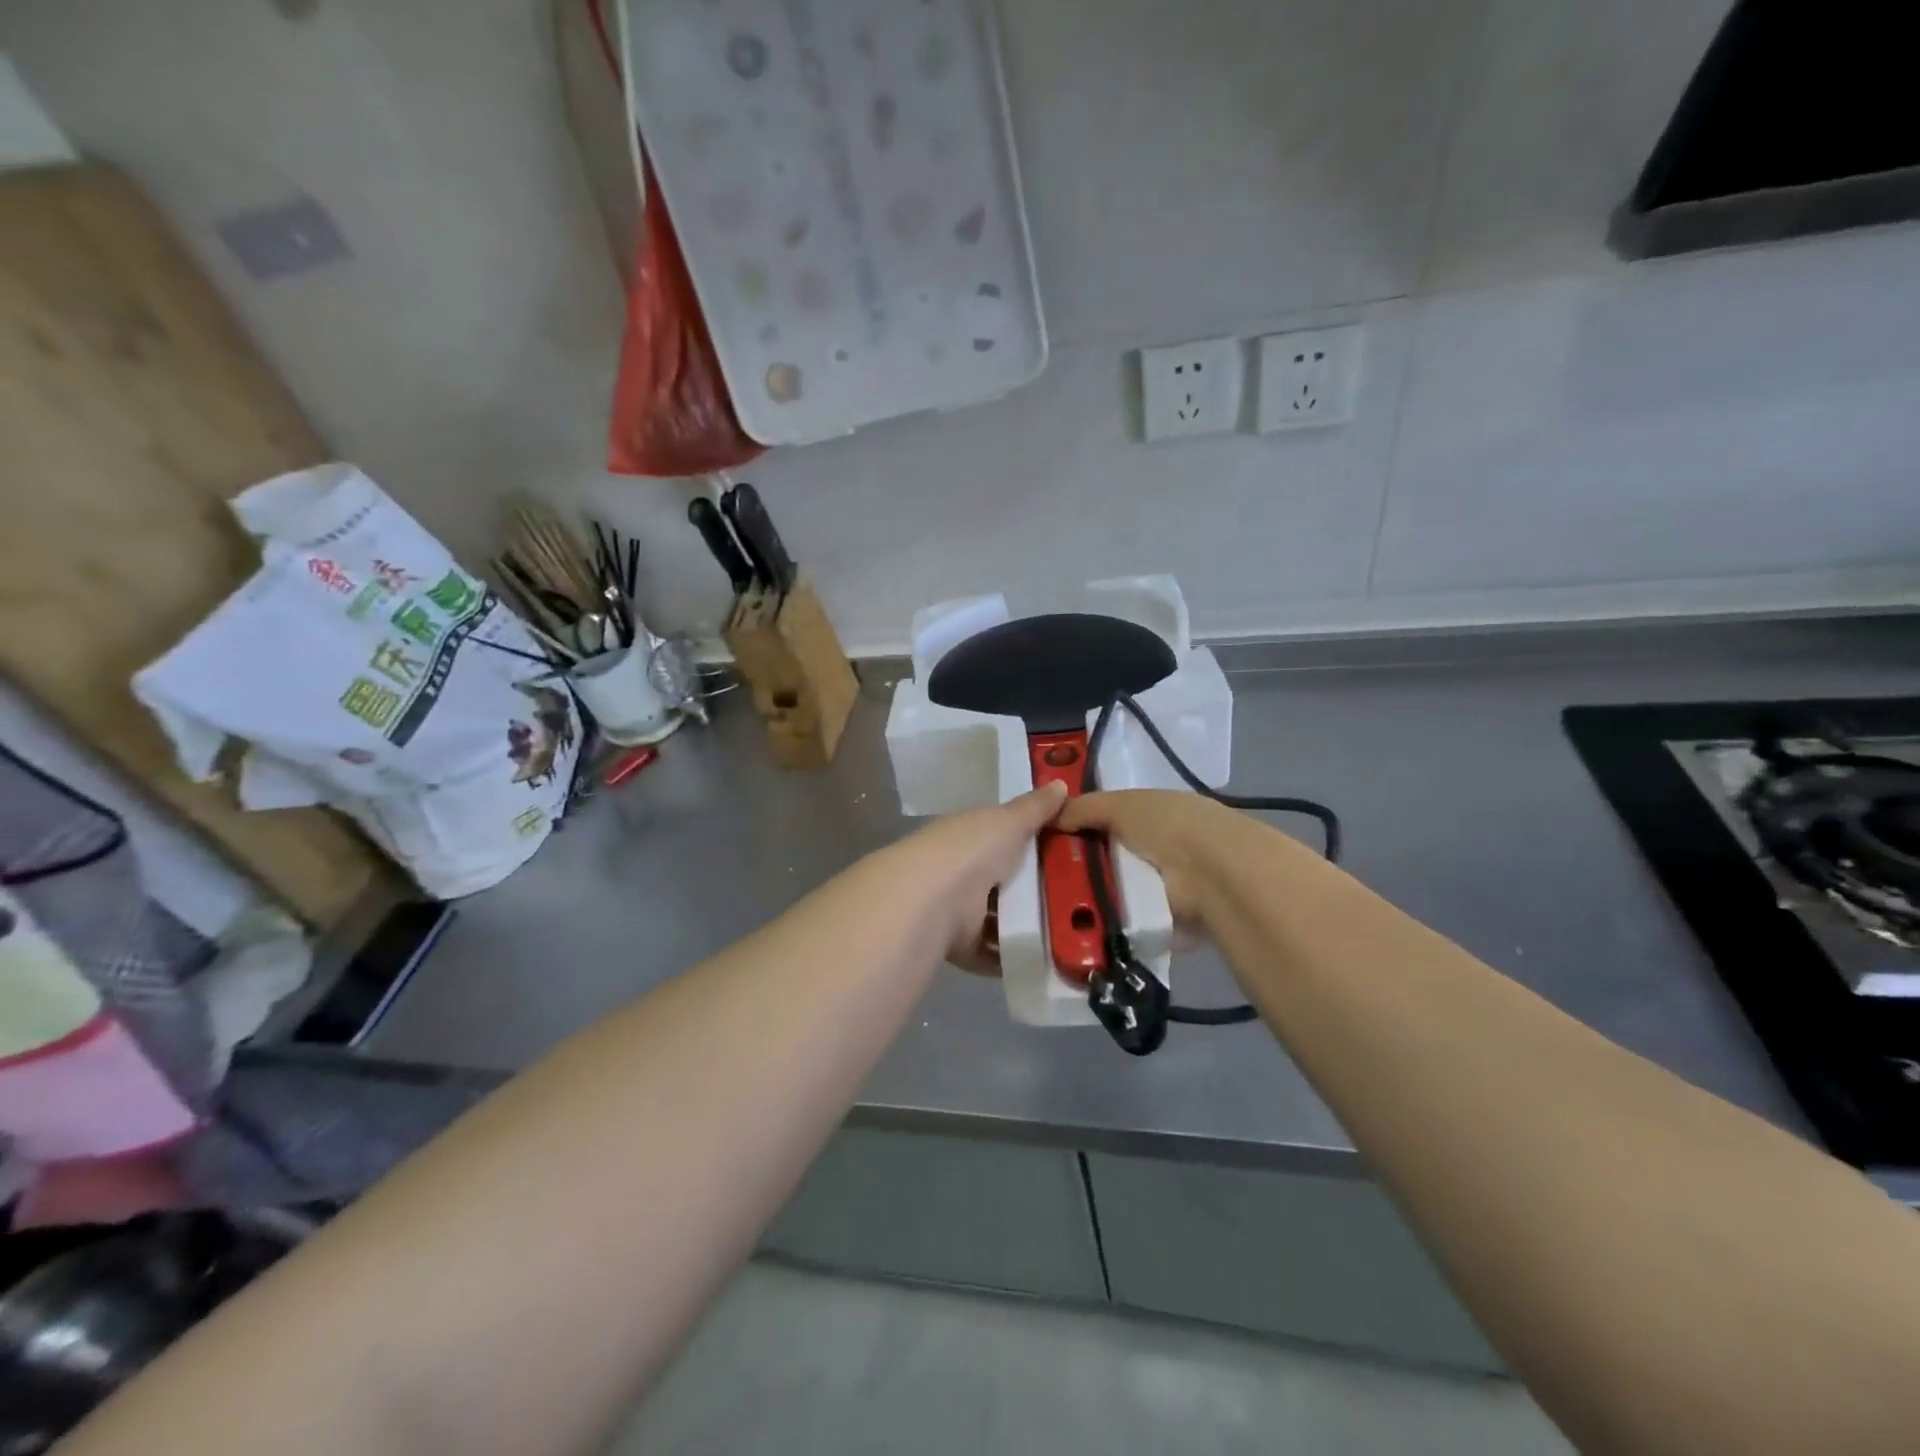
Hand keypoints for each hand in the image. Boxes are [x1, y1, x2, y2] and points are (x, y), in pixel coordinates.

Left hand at [875, 782, 1066, 973]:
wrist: (934, 899)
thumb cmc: (972, 849)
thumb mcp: (1009, 820)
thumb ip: (1035, 808)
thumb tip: (1061, 783)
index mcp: (970, 837)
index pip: (1002, 838)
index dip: (1031, 843)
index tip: (1070, 852)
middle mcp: (962, 872)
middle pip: (1004, 882)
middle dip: (1035, 890)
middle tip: (1082, 897)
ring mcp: (958, 911)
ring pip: (999, 919)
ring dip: (1027, 927)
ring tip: (1073, 932)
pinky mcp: (961, 946)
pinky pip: (993, 953)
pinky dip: (1013, 957)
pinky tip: (1047, 957)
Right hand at [1056, 790, 1246, 929]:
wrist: (1213, 874)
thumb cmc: (1166, 826)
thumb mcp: (1119, 804)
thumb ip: (1083, 808)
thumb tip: (1050, 815)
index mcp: (1155, 814)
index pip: (1110, 821)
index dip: (1081, 830)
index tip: (1049, 844)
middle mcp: (1163, 848)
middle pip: (1111, 859)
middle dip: (1084, 870)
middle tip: (1049, 883)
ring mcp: (1169, 887)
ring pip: (1119, 893)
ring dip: (1096, 901)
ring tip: (1061, 911)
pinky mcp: (1170, 922)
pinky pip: (1130, 923)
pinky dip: (1112, 927)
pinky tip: (1086, 930)